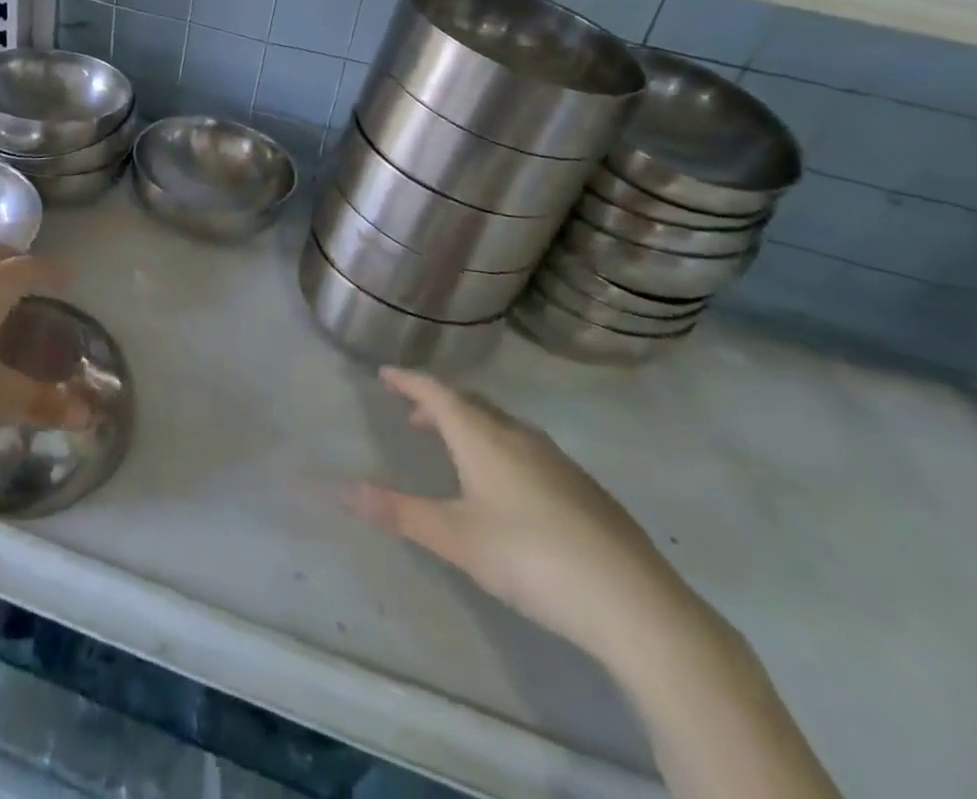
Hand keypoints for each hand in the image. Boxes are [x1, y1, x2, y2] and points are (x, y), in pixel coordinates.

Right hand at [345, 368, 696, 667]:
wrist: (633, 602)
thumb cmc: (530, 558)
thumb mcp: (455, 538)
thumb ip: (399, 511)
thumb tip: (343, 488)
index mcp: (483, 436)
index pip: (437, 393)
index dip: (409, 381)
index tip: (385, 374)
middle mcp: (519, 435)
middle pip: (472, 403)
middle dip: (439, 405)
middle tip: (415, 417)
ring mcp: (558, 459)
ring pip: (504, 425)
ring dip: (473, 427)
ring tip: (457, 450)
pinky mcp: (584, 488)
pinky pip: (529, 449)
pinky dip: (503, 449)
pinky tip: (509, 488)